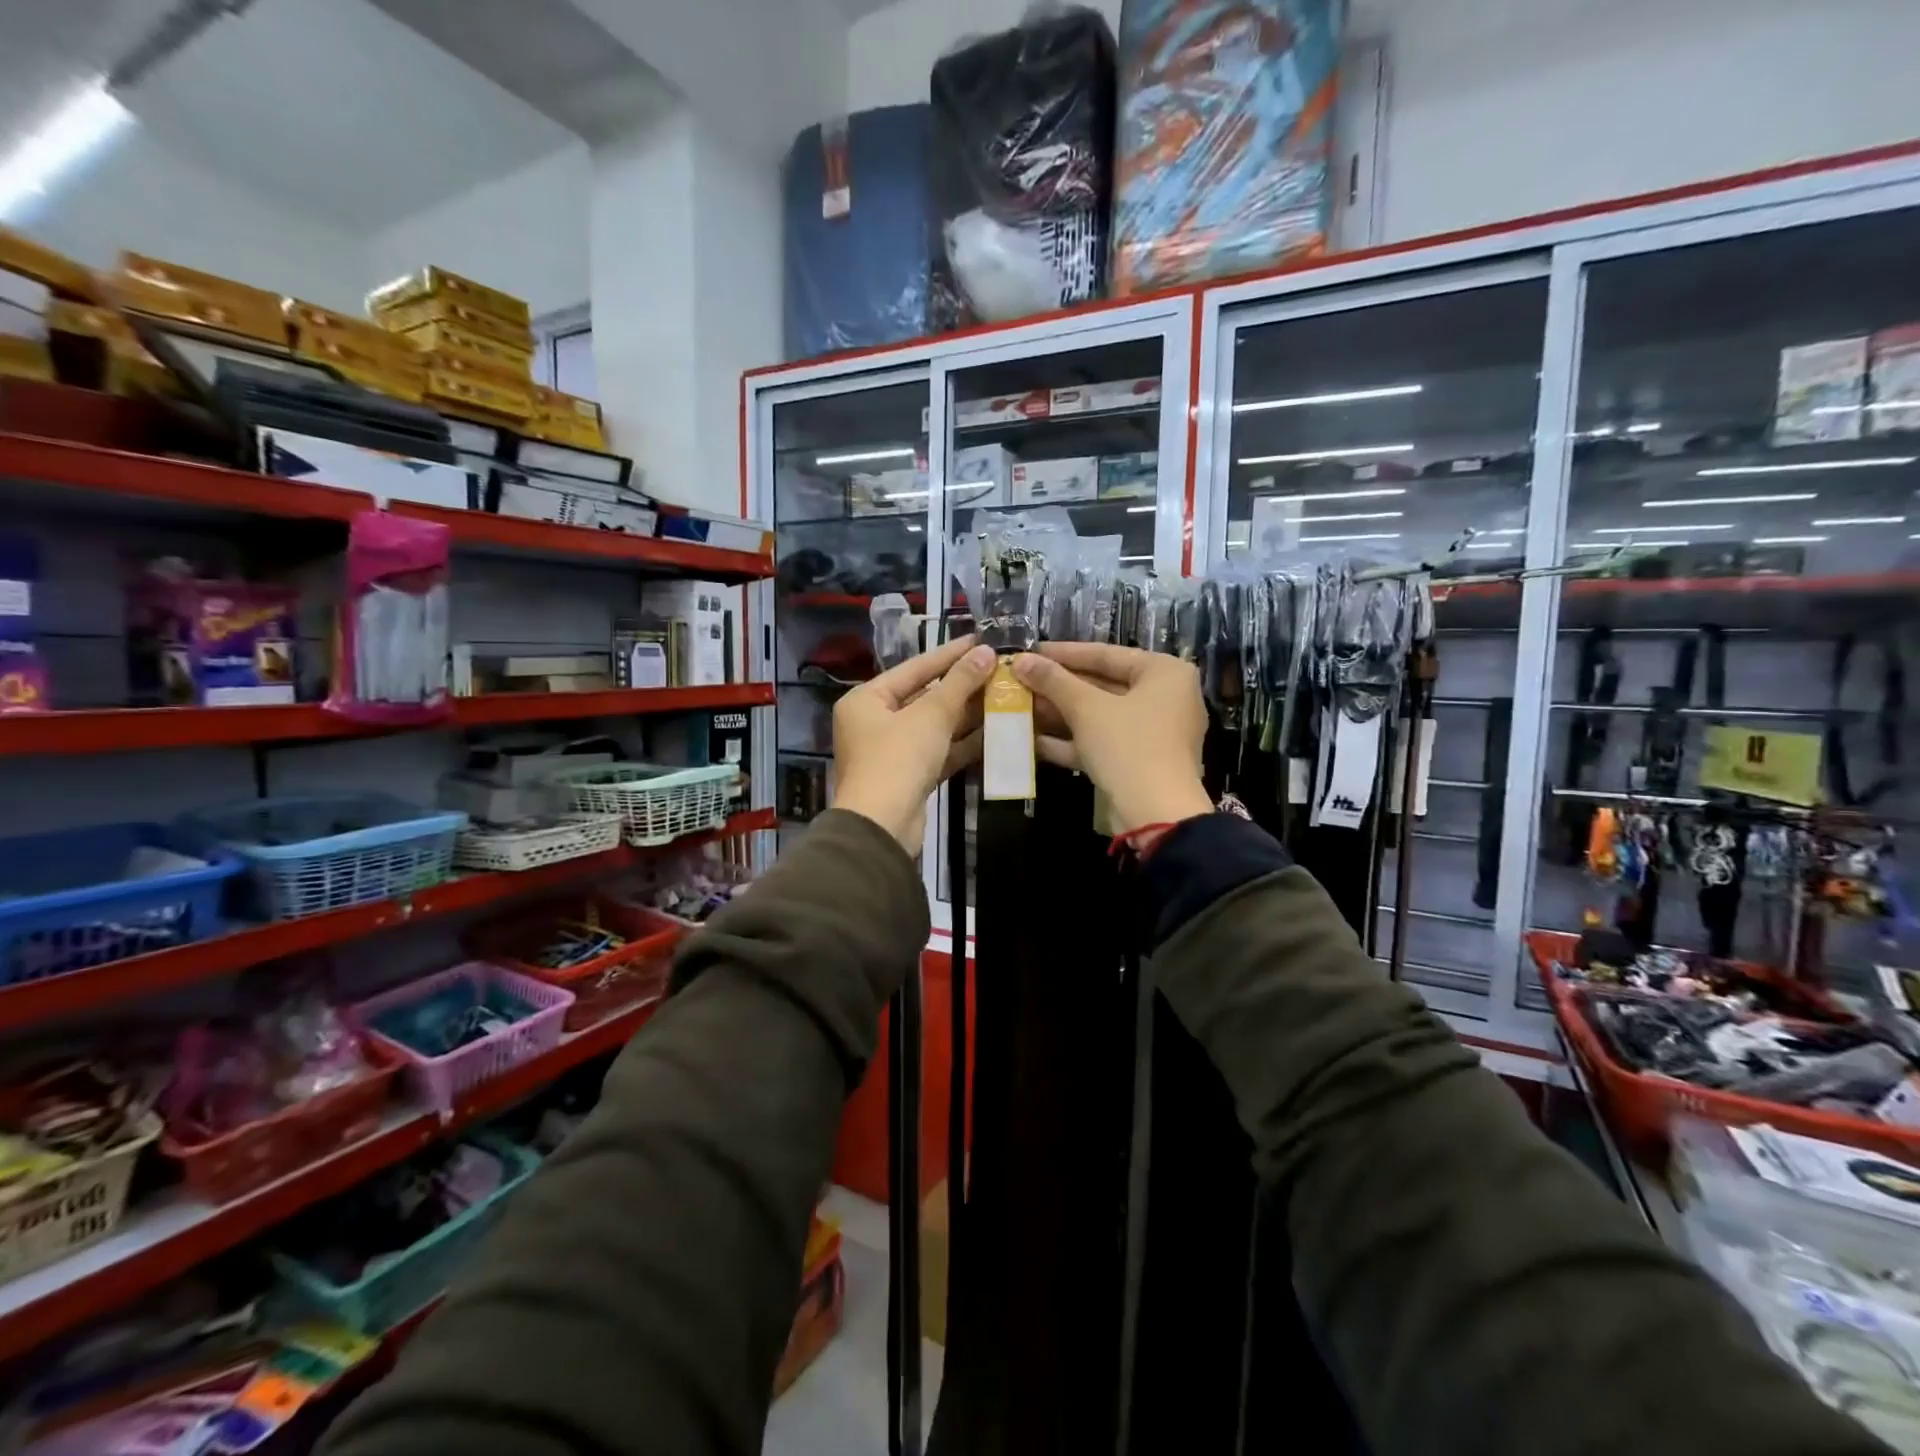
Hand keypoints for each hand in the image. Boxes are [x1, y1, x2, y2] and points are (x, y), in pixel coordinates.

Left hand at [832, 636, 995, 848]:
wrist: (882, 826)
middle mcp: (874, 722)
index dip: (950, 654)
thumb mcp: (931, 715)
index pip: (915, 668)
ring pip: (934, 726)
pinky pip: (938, 751)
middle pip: (924, 697)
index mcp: (867, 699)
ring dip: (967, 715)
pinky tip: (995, 733)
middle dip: (962, 687)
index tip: (982, 641)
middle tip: (1000, 670)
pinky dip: (962, 744)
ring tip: (1004, 697)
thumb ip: (960, 683)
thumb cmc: (898, 759)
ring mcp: (891, 752)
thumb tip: (986, 652)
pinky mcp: (909, 777)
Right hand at [1012, 643, 1212, 834]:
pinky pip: (1103, 742)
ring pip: (1100, 716)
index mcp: (1165, 673)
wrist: (1155, 814)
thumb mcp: (1086, 708)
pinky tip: (1034, 741)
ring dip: (1060, 714)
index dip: (1064, 653)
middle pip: (1103, 685)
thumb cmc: (1128, 745)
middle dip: (1059, 687)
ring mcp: (1154, 733)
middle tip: (1021, 681)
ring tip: (1021, 708)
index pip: (1107, 654)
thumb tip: (1021, 660)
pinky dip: (1072, 741)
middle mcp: (1166, 698)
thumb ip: (1053, 681)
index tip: (1031, 651)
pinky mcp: (1140, 762)